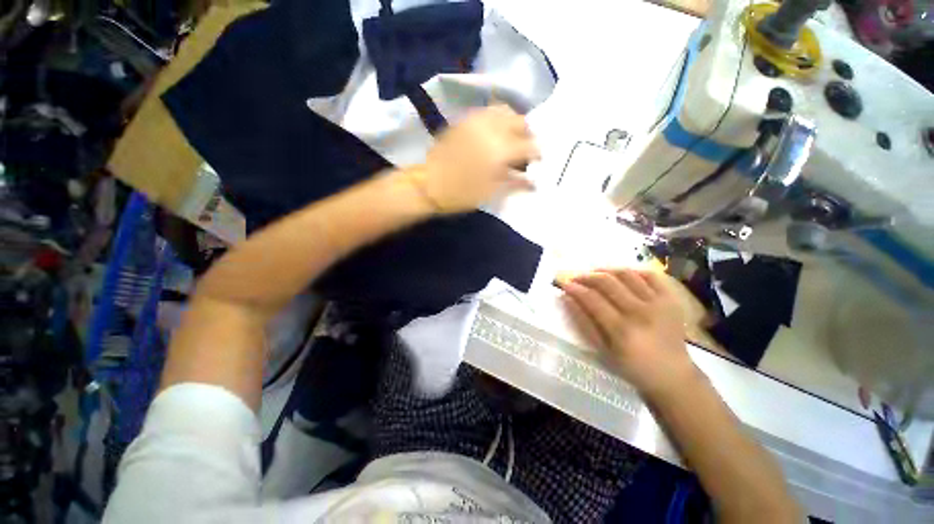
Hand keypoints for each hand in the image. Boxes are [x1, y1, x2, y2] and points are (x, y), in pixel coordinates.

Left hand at [408, 105, 539, 212]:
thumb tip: (534, 182)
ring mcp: (476, 121)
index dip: (538, 154)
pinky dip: (498, 119)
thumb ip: (514, 183)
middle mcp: (491, 129)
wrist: (428, 184)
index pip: (529, 146)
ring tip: (514, 138)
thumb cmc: (460, 193)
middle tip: (528, 149)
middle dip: (529, 134)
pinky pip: (488, 112)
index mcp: (500, 150)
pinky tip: (497, 132)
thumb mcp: (490, 192)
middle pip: (520, 122)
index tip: (540, 162)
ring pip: (505, 111)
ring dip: (515, 123)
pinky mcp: (465, 121)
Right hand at [560, 268, 698, 397]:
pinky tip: (622, 275)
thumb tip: (567, 298)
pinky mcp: (671, 300)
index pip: (591, 299)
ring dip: (606, 270)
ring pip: (627, 274)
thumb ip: (583, 322)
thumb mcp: (602, 350)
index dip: (575, 288)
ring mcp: (658, 303)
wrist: (673, 375)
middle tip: (576, 277)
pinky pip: (651, 275)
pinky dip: (634, 271)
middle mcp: (640, 312)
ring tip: (595, 273)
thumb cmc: (632, 367)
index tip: (564, 283)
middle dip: (586, 276)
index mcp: (621, 329)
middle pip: (607, 282)